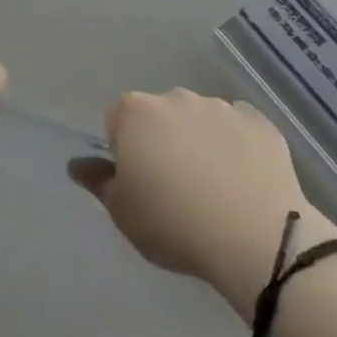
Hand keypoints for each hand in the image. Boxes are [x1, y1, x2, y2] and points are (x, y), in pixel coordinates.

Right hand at [69, 89, 336, 313]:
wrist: (257, 238)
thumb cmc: (175, 224)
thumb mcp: (123, 213)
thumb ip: (98, 182)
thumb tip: (77, 164)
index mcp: (136, 112)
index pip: (118, 123)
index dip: (125, 154)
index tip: (140, 185)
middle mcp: (175, 97)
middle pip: (159, 117)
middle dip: (163, 142)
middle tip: (175, 189)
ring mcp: (220, 106)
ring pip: (200, 121)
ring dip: (200, 143)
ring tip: (215, 190)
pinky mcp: (259, 123)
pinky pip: (239, 130)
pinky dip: (237, 148)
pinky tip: (245, 182)